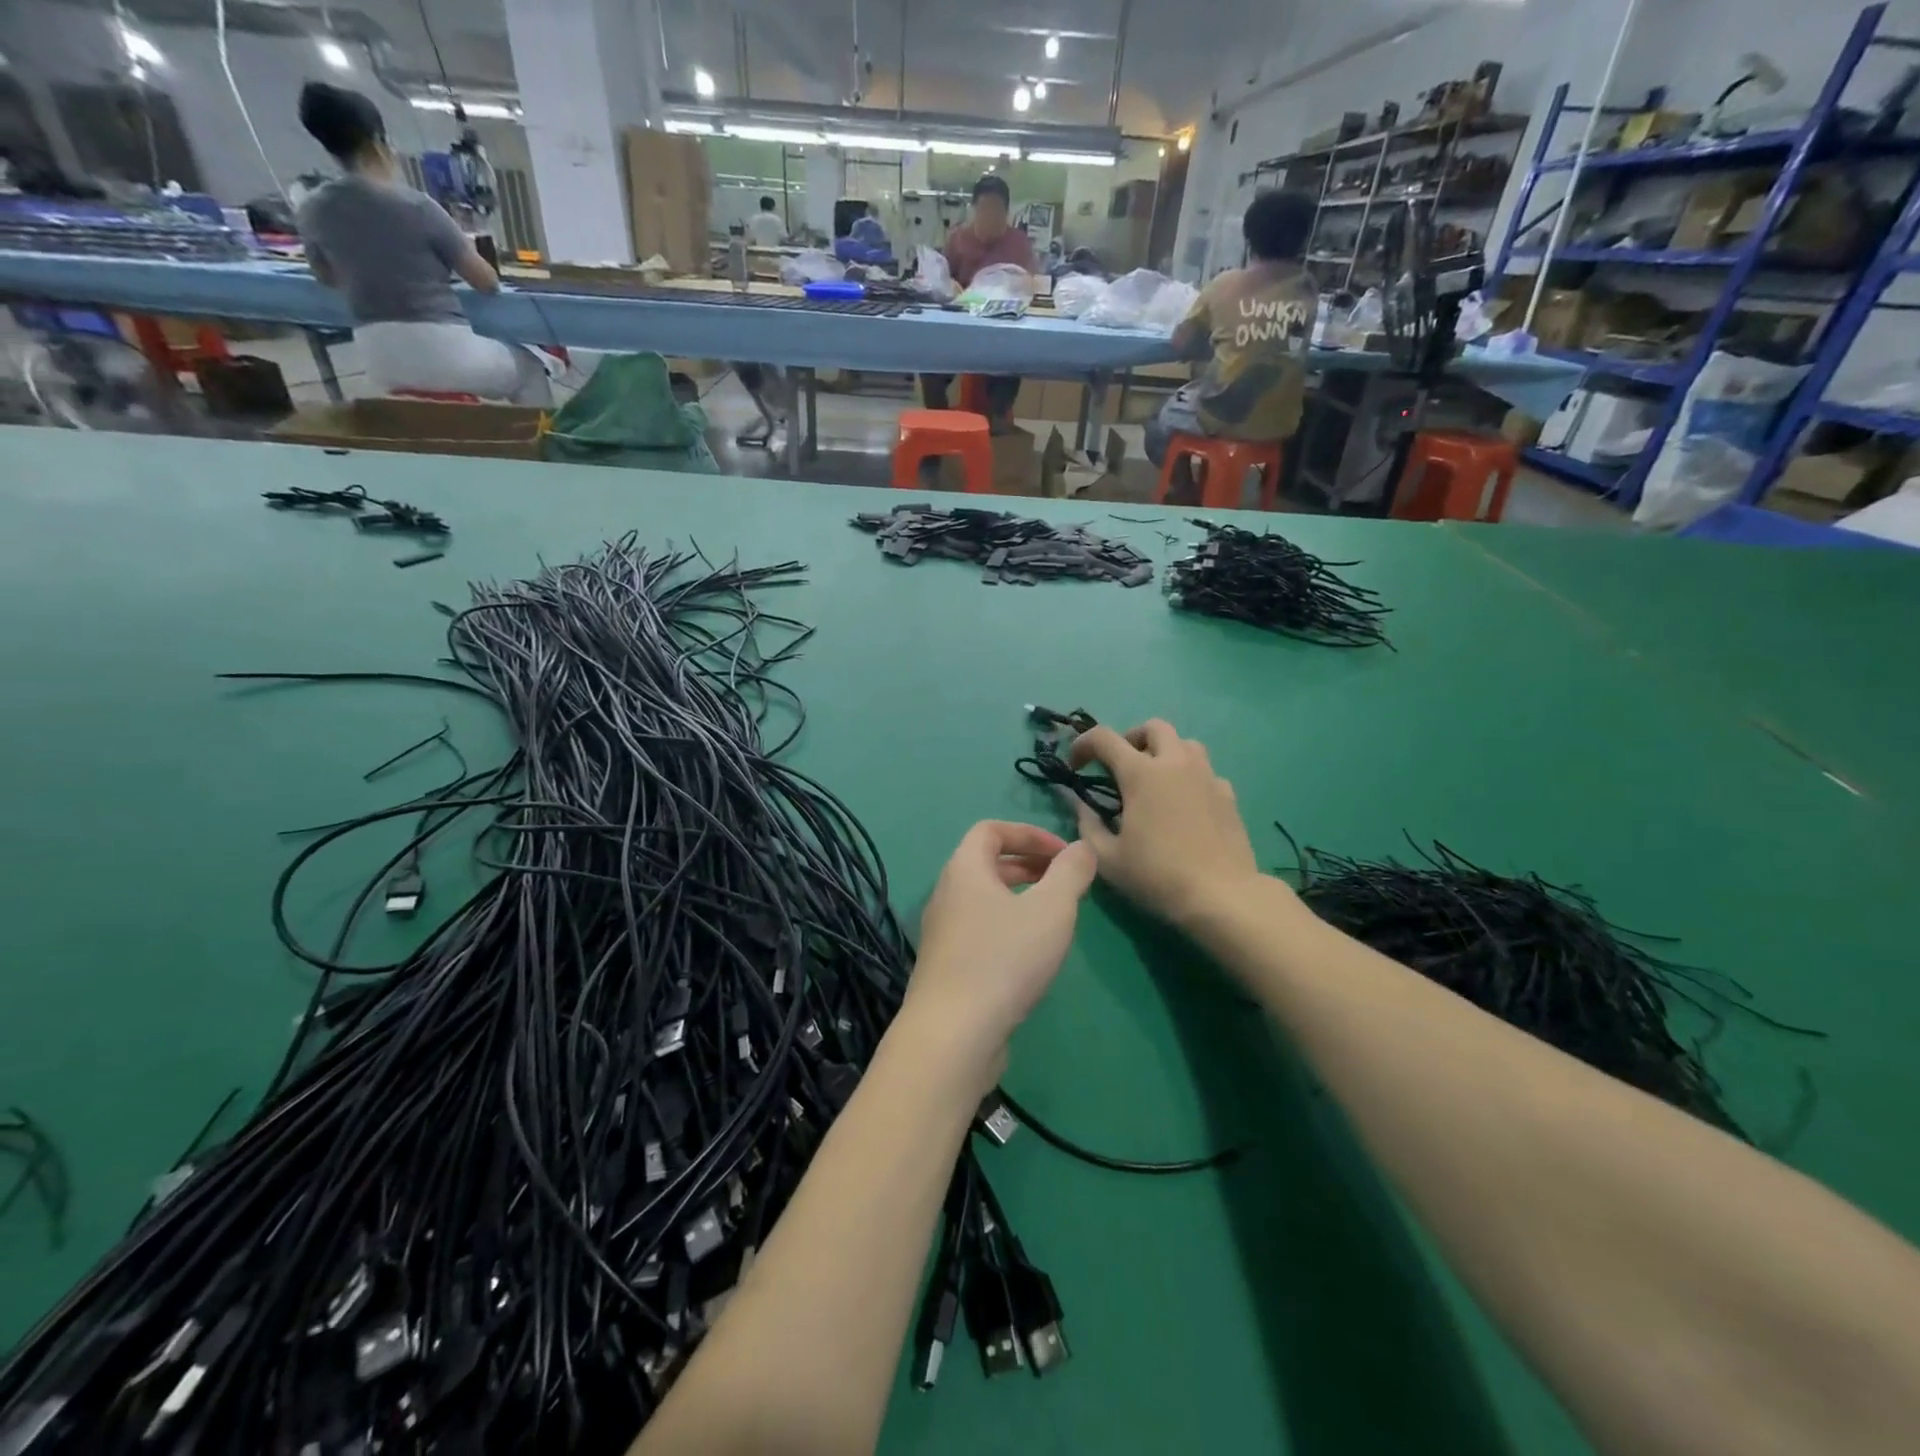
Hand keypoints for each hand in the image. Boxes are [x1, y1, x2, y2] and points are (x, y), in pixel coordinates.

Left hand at [903, 822, 1096, 1084]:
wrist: (953, 1034)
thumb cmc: (1004, 959)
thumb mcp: (1051, 909)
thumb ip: (1070, 872)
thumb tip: (1082, 847)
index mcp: (964, 869)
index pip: (990, 830)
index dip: (1029, 833)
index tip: (1063, 854)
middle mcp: (946, 894)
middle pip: (986, 864)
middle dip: (1029, 865)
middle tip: (1064, 883)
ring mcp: (943, 933)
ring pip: (984, 900)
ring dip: (1020, 898)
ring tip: (1055, 917)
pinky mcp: (947, 967)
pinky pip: (980, 931)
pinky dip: (1008, 928)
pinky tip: (1032, 956)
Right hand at [1068, 720, 1262, 926]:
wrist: (1221, 896)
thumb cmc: (1156, 875)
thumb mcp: (1106, 857)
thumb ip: (1087, 823)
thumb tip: (1078, 803)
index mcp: (1141, 773)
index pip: (1104, 737)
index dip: (1083, 744)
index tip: (1075, 765)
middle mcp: (1176, 763)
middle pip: (1153, 727)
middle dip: (1131, 739)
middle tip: (1120, 766)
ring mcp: (1207, 776)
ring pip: (1185, 743)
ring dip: (1164, 752)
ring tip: (1154, 781)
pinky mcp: (1228, 795)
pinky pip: (1205, 771)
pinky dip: (1189, 777)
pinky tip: (1184, 805)